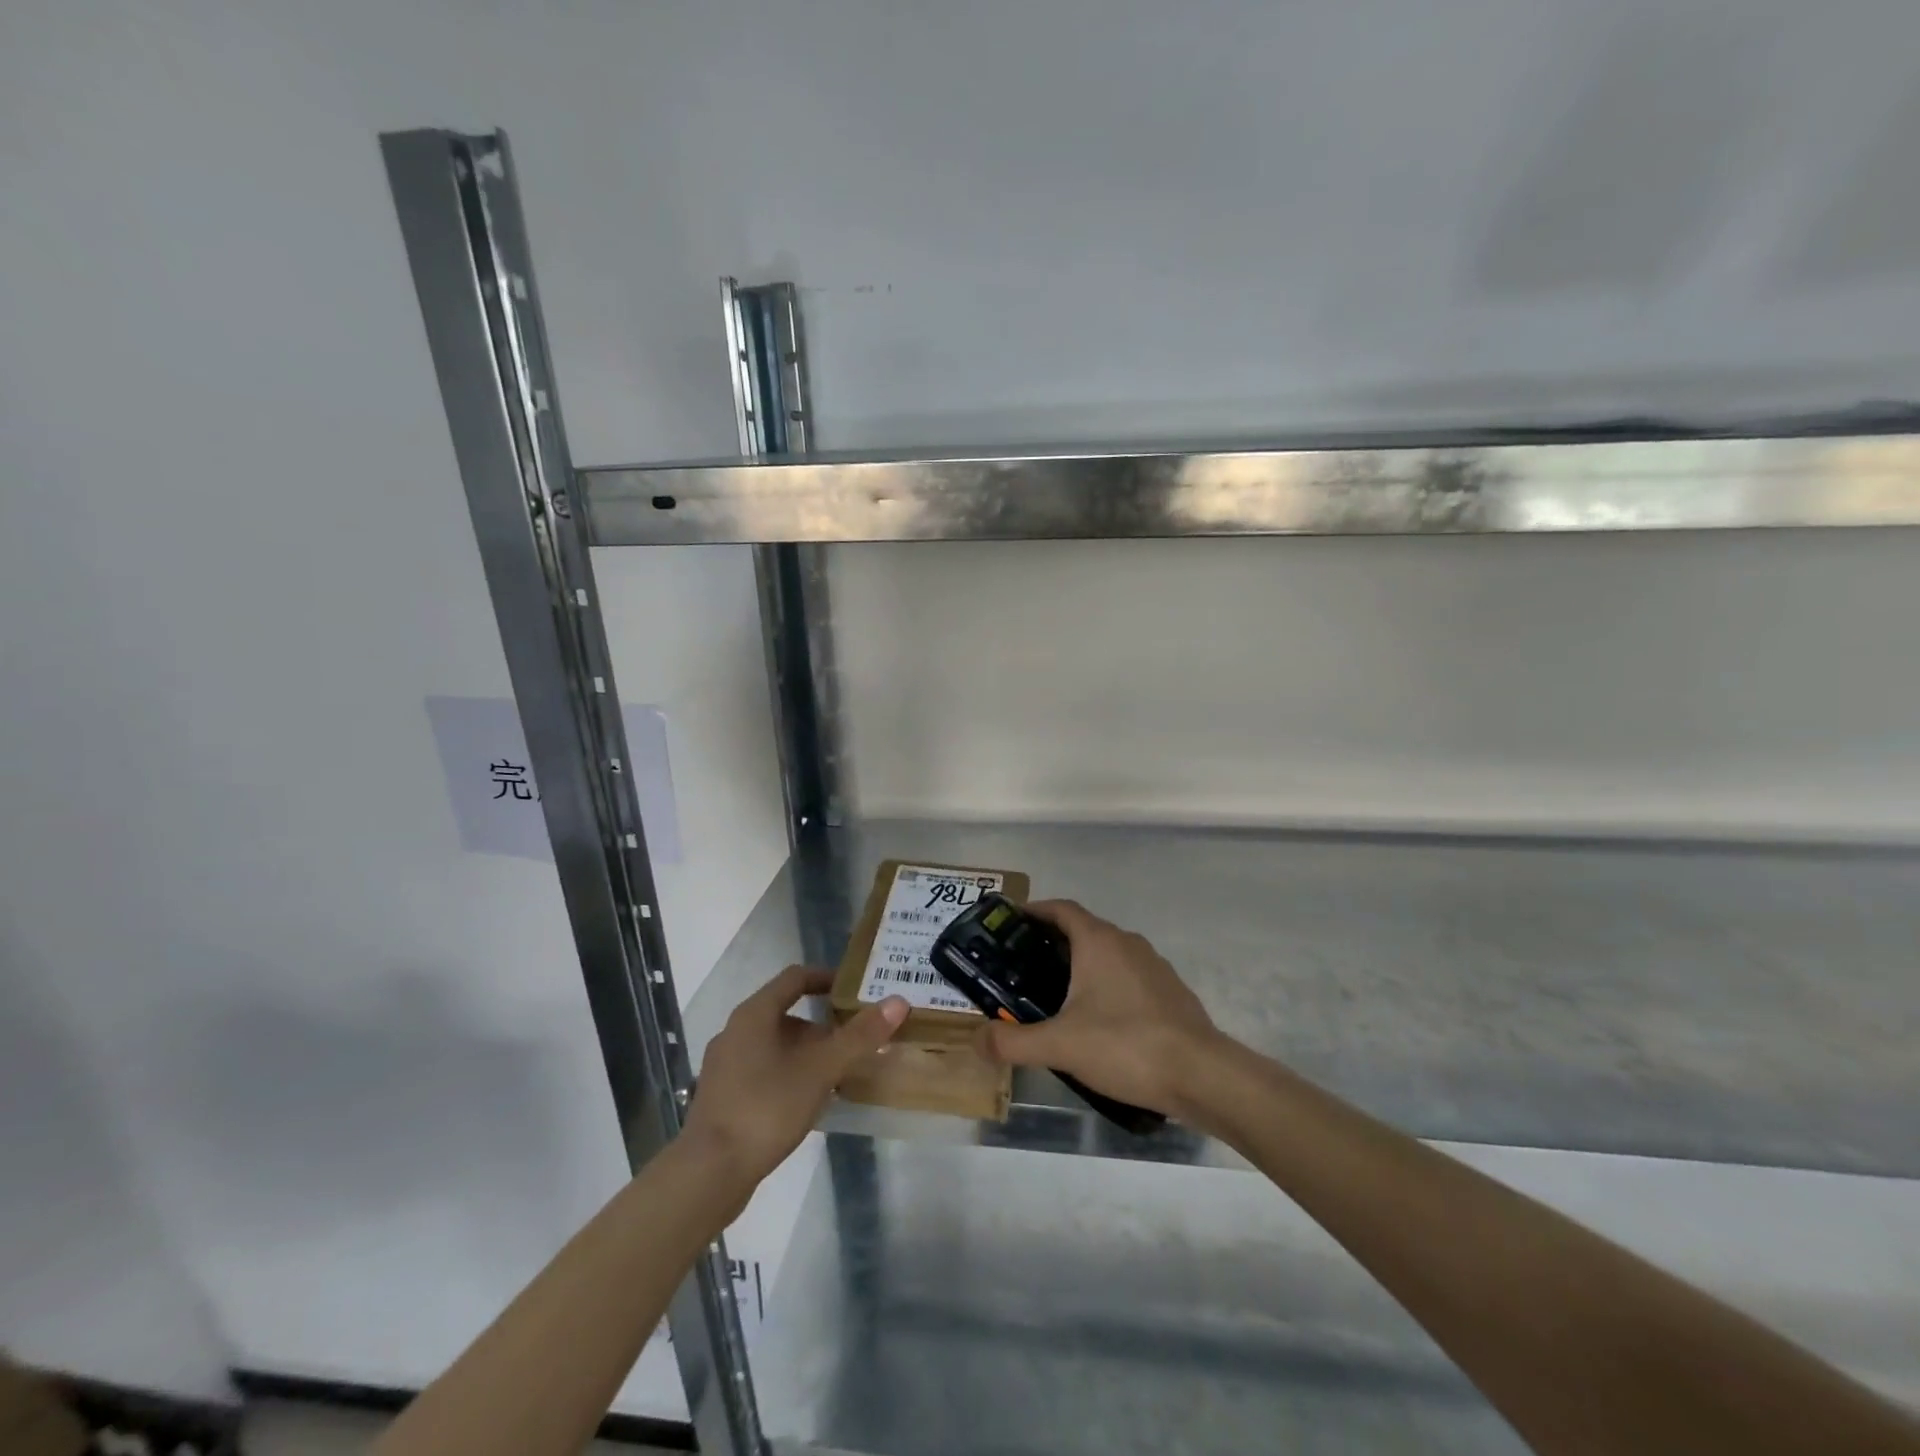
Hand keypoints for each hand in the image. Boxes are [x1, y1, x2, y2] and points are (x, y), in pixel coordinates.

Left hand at [684, 967, 906, 1185]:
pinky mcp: (722, 1096)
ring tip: (838, 1073)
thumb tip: (898, 1001)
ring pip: (774, 1045)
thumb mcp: (821, 1070)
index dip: (826, 978)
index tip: (854, 990)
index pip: (794, 978)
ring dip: (806, 1052)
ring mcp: (724, 1065)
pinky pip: (763, 1070)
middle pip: (785, 1013)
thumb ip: (859, 1036)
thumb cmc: (766, 1108)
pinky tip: (808, 1100)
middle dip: (822, 1024)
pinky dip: (789, 1074)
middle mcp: (735, 1031)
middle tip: (854, 1039)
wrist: (709, 1174)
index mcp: (754, 1014)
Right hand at [974, 899, 1221, 1118]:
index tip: (1011, 923)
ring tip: (1055, 997)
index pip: (1062, 909)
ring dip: (1081, 966)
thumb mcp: (1060, 1045)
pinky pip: (1129, 978)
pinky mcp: (1171, 993)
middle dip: (1052, 943)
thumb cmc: (1126, 1045)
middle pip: (1083, 931)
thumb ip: (1013, 1041)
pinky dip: (1107, 987)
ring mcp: (1154, 967)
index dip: (1035, 911)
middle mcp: (1127, 944)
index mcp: (1099, 942)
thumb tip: (976, 1040)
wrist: (1202, 1075)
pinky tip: (1098, 1022)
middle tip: (1022, 968)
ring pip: (1108, 955)